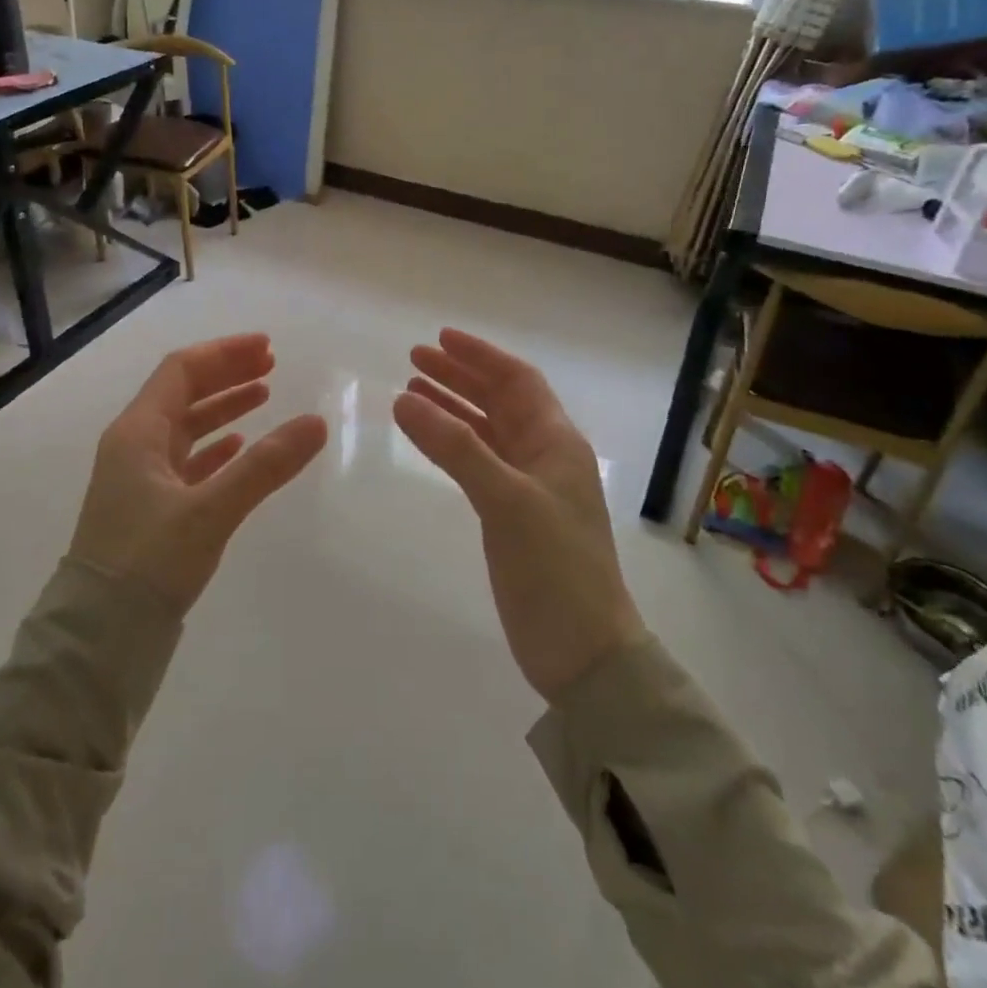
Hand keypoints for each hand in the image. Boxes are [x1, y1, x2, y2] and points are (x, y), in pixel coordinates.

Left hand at [70, 334, 327, 613]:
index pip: (182, 370)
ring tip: (264, 396)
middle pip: (183, 393)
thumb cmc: (148, 561)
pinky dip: (214, 447)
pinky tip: (239, 447)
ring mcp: (138, 477)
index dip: (225, 354)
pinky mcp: (148, 506)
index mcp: (137, 432)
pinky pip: (185, 460)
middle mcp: (133, 446)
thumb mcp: (211, 510)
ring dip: (223, 407)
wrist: (100, 634)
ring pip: (185, 426)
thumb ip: (264, 466)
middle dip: (226, 374)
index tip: (267, 348)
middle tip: (271, 365)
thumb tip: (316, 423)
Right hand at [393, 329, 644, 699]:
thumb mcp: (505, 500)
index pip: (518, 380)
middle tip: (414, 359)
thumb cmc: (554, 567)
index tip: (440, 337)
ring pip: (486, 430)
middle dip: (459, 376)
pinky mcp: (512, 515)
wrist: (582, 650)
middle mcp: (545, 455)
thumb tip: (404, 399)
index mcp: (557, 442)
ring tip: (411, 390)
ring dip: (453, 407)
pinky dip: (452, 444)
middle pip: (499, 400)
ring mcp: (528, 486)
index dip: (481, 355)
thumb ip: (455, 448)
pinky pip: (478, 462)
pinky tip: (428, 438)